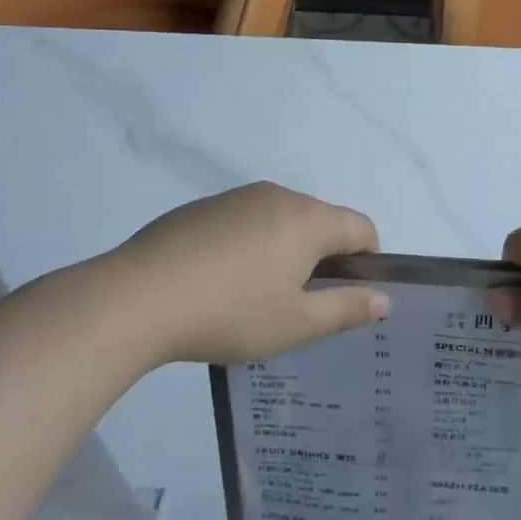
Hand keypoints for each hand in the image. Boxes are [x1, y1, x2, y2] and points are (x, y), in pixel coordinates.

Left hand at [73, 182, 389, 365]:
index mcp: (308, 219)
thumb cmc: (230, 312)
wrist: (137, 297)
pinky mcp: (203, 206)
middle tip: (301, 304)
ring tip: (256, 296)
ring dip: (286, 250)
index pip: (361, 227)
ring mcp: (237, 197)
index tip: (347, 297)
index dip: (367, 261)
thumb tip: (383, 300)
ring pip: (282, 219)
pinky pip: (245, 220)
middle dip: (324, 257)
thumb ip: (346, 309)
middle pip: (321, 221)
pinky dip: (250, 244)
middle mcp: (278, 196)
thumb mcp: (295, 323)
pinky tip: (220, 281)